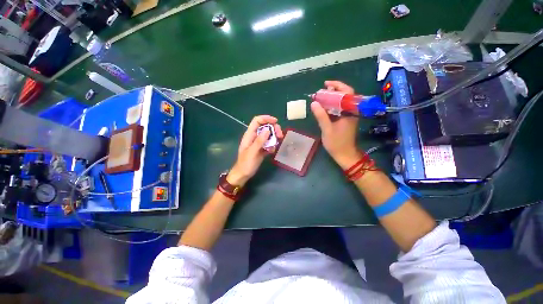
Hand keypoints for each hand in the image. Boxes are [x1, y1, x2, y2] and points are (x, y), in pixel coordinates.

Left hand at [227, 115, 282, 186]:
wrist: (243, 174)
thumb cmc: (245, 164)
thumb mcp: (252, 152)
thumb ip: (259, 141)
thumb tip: (268, 130)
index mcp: (249, 135)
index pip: (257, 121)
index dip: (266, 118)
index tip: (276, 122)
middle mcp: (254, 137)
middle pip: (265, 127)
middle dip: (273, 129)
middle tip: (280, 135)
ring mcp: (258, 143)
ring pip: (268, 135)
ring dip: (274, 137)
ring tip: (277, 144)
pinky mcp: (262, 149)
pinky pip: (269, 143)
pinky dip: (272, 145)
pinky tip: (272, 151)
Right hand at [311, 81, 361, 169]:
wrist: (345, 154)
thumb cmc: (337, 143)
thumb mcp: (327, 129)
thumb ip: (321, 115)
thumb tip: (314, 103)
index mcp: (350, 112)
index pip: (347, 93)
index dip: (337, 86)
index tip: (326, 84)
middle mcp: (351, 111)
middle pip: (344, 96)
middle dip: (333, 92)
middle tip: (320, 92)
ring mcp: (349, 116)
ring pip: (341, 102)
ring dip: (331, 99)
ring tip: (320, 98)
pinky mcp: (345, 120)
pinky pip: (339, 109)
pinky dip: (331, 106)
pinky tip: (323, 108)